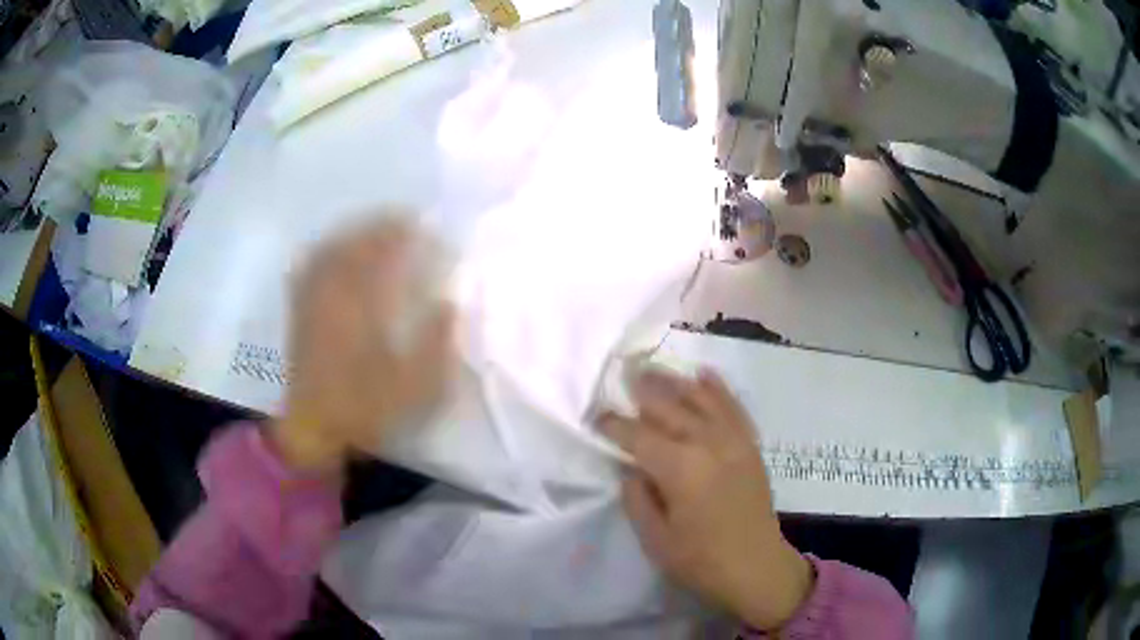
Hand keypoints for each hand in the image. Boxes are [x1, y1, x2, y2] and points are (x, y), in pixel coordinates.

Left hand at [271, 217, 454, 474]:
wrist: (313, 429)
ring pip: (330, 250)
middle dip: (380, 226)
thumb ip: (435, 344)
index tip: (426, 227)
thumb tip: (449, 304)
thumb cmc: (365, 410)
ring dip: (354, 232)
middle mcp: (332, 296)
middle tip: (405, 218)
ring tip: (375, 227)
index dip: (405, 236)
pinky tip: (334, 249)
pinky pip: (309, 267)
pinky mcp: (299, 311)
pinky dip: (324, 250)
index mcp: (361, 311)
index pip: (384, 257)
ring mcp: (311, 301)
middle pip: (355, 245)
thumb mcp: (414, 388)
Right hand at [600, 369, 812, 630]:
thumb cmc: (701, 560)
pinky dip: (718, 388)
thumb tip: (632, 468)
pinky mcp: (750, 445)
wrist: (756, 566)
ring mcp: (733, 441)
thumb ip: (638, 498)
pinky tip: (704, 373)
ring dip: (675, 381)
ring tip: (653, 368)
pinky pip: (733, 407)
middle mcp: (708, 444)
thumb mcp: (655, 539)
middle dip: (642, 390)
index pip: (638, 437)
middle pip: (669, 408)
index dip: (614, 425)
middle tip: (622, 373)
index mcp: (680, 469)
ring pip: (700, 399)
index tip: (596, 416)